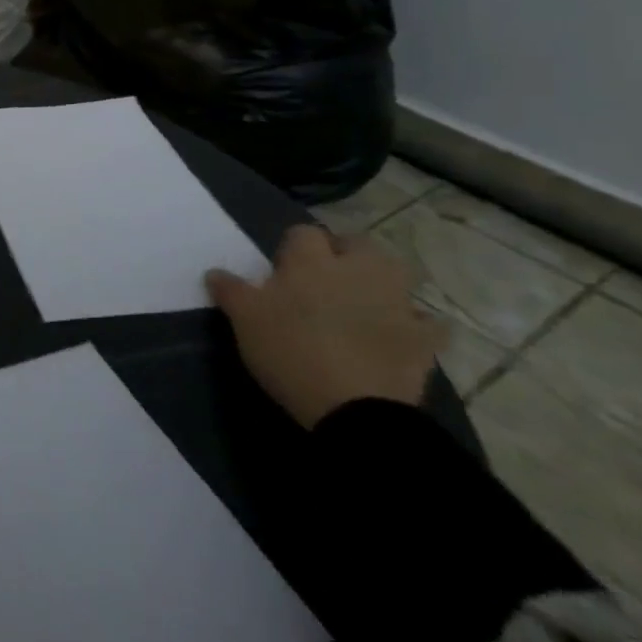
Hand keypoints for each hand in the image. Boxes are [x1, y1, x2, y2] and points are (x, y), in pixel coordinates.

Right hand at [206, 225, 443, 429]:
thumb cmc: (291, 351)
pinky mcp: (423, 339)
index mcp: (312, 261)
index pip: (303, 233)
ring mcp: (396, 303)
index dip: (293, 247)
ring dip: (382, 281)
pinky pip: (426, 323)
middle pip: (358, 244)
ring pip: (396, 274)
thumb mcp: (244, 320)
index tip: (282, 269)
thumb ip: (230, 291)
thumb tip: (215, 272)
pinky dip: (416, 325)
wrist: (355, 409)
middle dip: (345, 253)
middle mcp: (357, 270)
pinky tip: (401, 334)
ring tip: (363, 300)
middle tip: (326, 278)